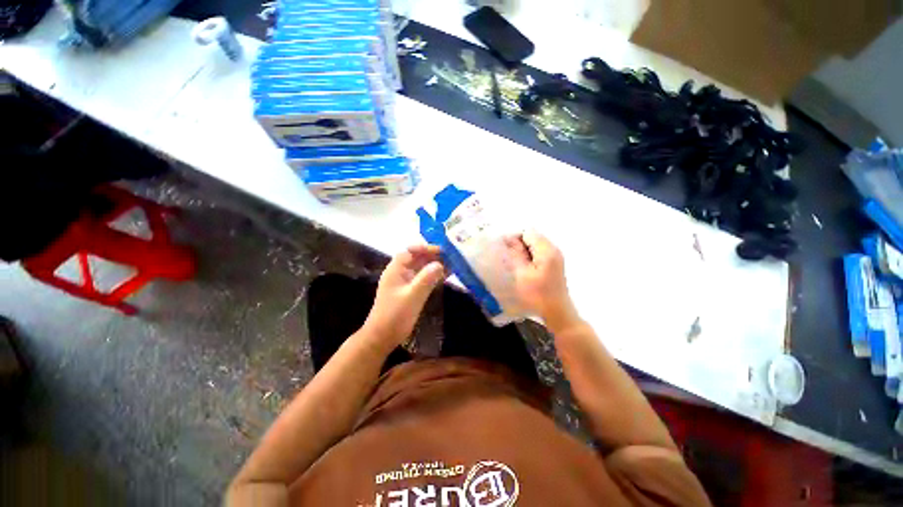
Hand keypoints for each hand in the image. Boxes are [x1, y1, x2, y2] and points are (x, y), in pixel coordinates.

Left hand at [363, 244, 445, 346]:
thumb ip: (426, 279)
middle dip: (433, 256)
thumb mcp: (412, 296)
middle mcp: (400, 273)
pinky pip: (423, 279)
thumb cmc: (395, 315)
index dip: (425, 248)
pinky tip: (446, 276)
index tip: (441, 250)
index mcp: (396, 270)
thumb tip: (440, 263)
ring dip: (435, 265)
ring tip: (452, 264)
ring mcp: (405, 282)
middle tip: (451, 257)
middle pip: (417, 258)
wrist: (383, 337)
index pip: (410, 251)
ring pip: (421, 268)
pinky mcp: (410, 291)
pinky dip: (434, 276)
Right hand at [503, 232, 579, 331]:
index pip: (527, 232)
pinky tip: (522, 266)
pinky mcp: (554, 263)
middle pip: (532, 236)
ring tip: (513, 261)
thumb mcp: (522, 274)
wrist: (557, 311)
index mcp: (546, 250)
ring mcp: (555, 256)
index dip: (514, 237)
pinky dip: (529, 255)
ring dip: (523, 250)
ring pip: (535, 244)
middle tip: (507, 255)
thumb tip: (508, 238)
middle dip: (518, 243)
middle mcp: (553, 249)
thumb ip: (516, 254)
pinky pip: (538, 252)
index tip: (504, 248)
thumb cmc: (538, 294)